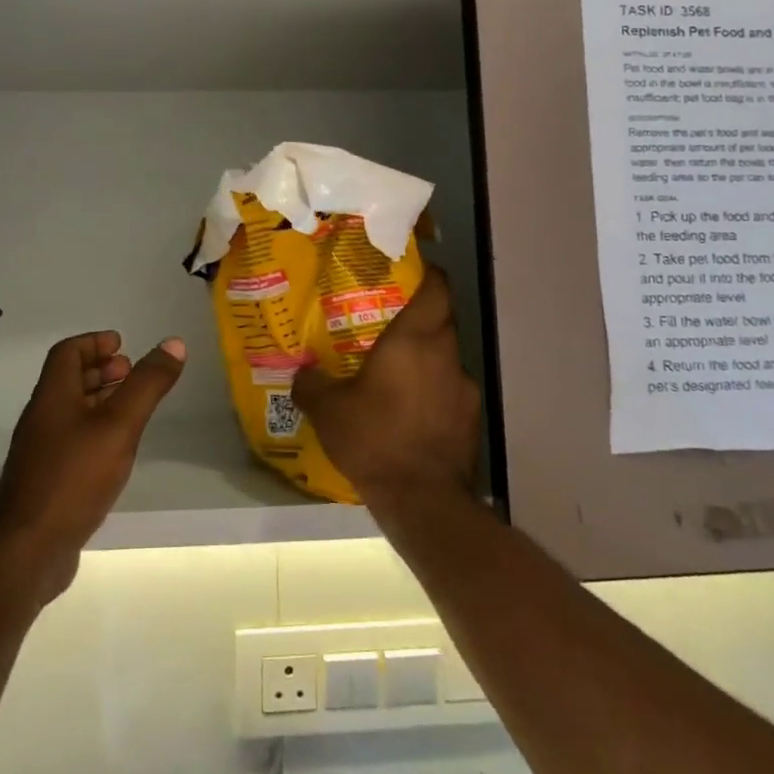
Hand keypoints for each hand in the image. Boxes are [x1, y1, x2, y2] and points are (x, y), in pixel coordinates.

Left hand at [0, 330, 185, 600]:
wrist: (28, 551)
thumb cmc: (74, 478)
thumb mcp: (119, 425)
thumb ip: (147, 385)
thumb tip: (174, 343)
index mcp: (52, 397)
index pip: (67, 353)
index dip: (94, 342)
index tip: (122, 344)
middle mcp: (42, 418)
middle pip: (68, 381)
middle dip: (100, 370)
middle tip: (131, 372)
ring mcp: (41, 452)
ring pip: (71, 412)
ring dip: (99, 400)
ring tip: (131, 407)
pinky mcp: (46, 482)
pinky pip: (72, 441)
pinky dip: (95, 431)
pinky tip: (116, 450)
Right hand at [291, 267, 480, 515]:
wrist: (423, 500)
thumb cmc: (374, 438)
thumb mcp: (328, 411)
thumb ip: (311, 384)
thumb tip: (302, 373)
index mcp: (414, 340)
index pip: (437, 288)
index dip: (425, 275)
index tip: (405, 273)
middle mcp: (445, 355)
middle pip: (440, 321)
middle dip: (416, 318)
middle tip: (384, 325)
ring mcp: (464, 388)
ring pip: (444, 358)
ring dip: (424, 359)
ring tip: (393, 374)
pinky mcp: (471, 419)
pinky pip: (449, 392)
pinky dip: (432, 393)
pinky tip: (409, 413)